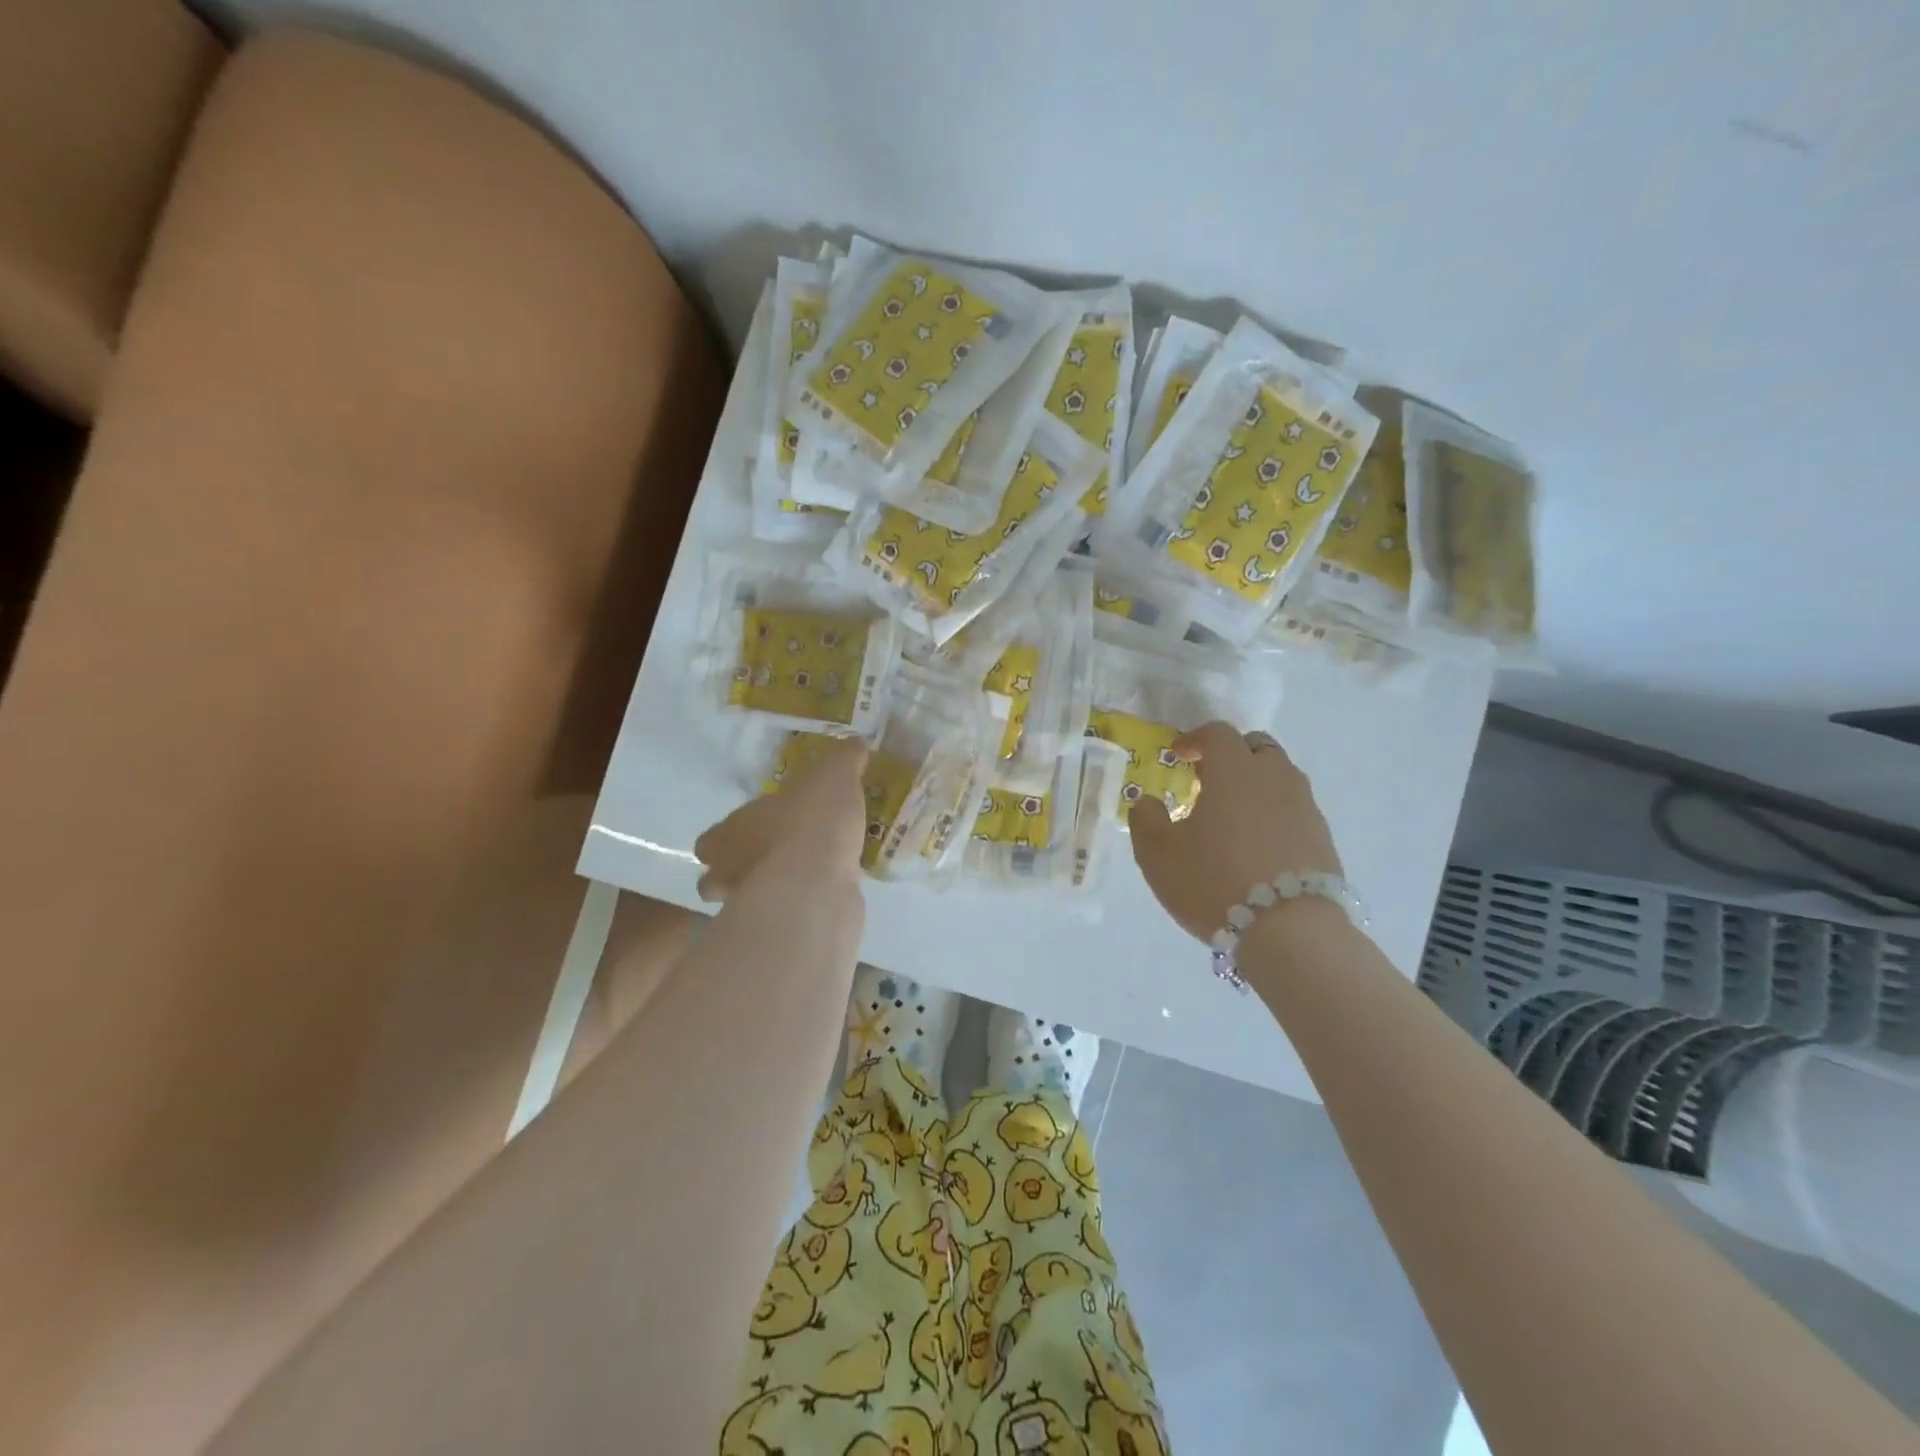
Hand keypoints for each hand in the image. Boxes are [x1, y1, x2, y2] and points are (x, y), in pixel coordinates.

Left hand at [694, 737, 870, 901]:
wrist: (817, 883)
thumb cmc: (811, 821)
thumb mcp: (834, 774)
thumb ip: (844, 759)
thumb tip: (858, 742)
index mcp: (730, 832)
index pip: (711, 840)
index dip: (728, 837)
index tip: (753, 831)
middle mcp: (730, 872)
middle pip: (717, 880)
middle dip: (740, 872)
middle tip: (777, 858)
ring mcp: (752, 906)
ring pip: (748, 903)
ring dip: (770, 892)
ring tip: (805, 878)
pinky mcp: (780, 929)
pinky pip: (785, 917)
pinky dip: (800, 906)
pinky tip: (828, 893)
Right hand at [1129, 721, 1342, 943]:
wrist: (1290, 931)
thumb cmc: (1214, 881)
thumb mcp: (1158, 854)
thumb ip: (1145, 819)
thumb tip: (1148, 802)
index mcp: (1234, 770)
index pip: (1217, 733)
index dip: (1194, 739)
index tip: (1178, 756)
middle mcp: (1275, 776)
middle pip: (1256, 747)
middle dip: (1231, 756)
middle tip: (1208, 781)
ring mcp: (1305, 806)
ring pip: (1279, 777)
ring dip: (1254, 785)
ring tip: (1232, 817)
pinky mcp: (1322, 837)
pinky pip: (1293, 809)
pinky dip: (1273, 813)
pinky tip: (1257, 846)